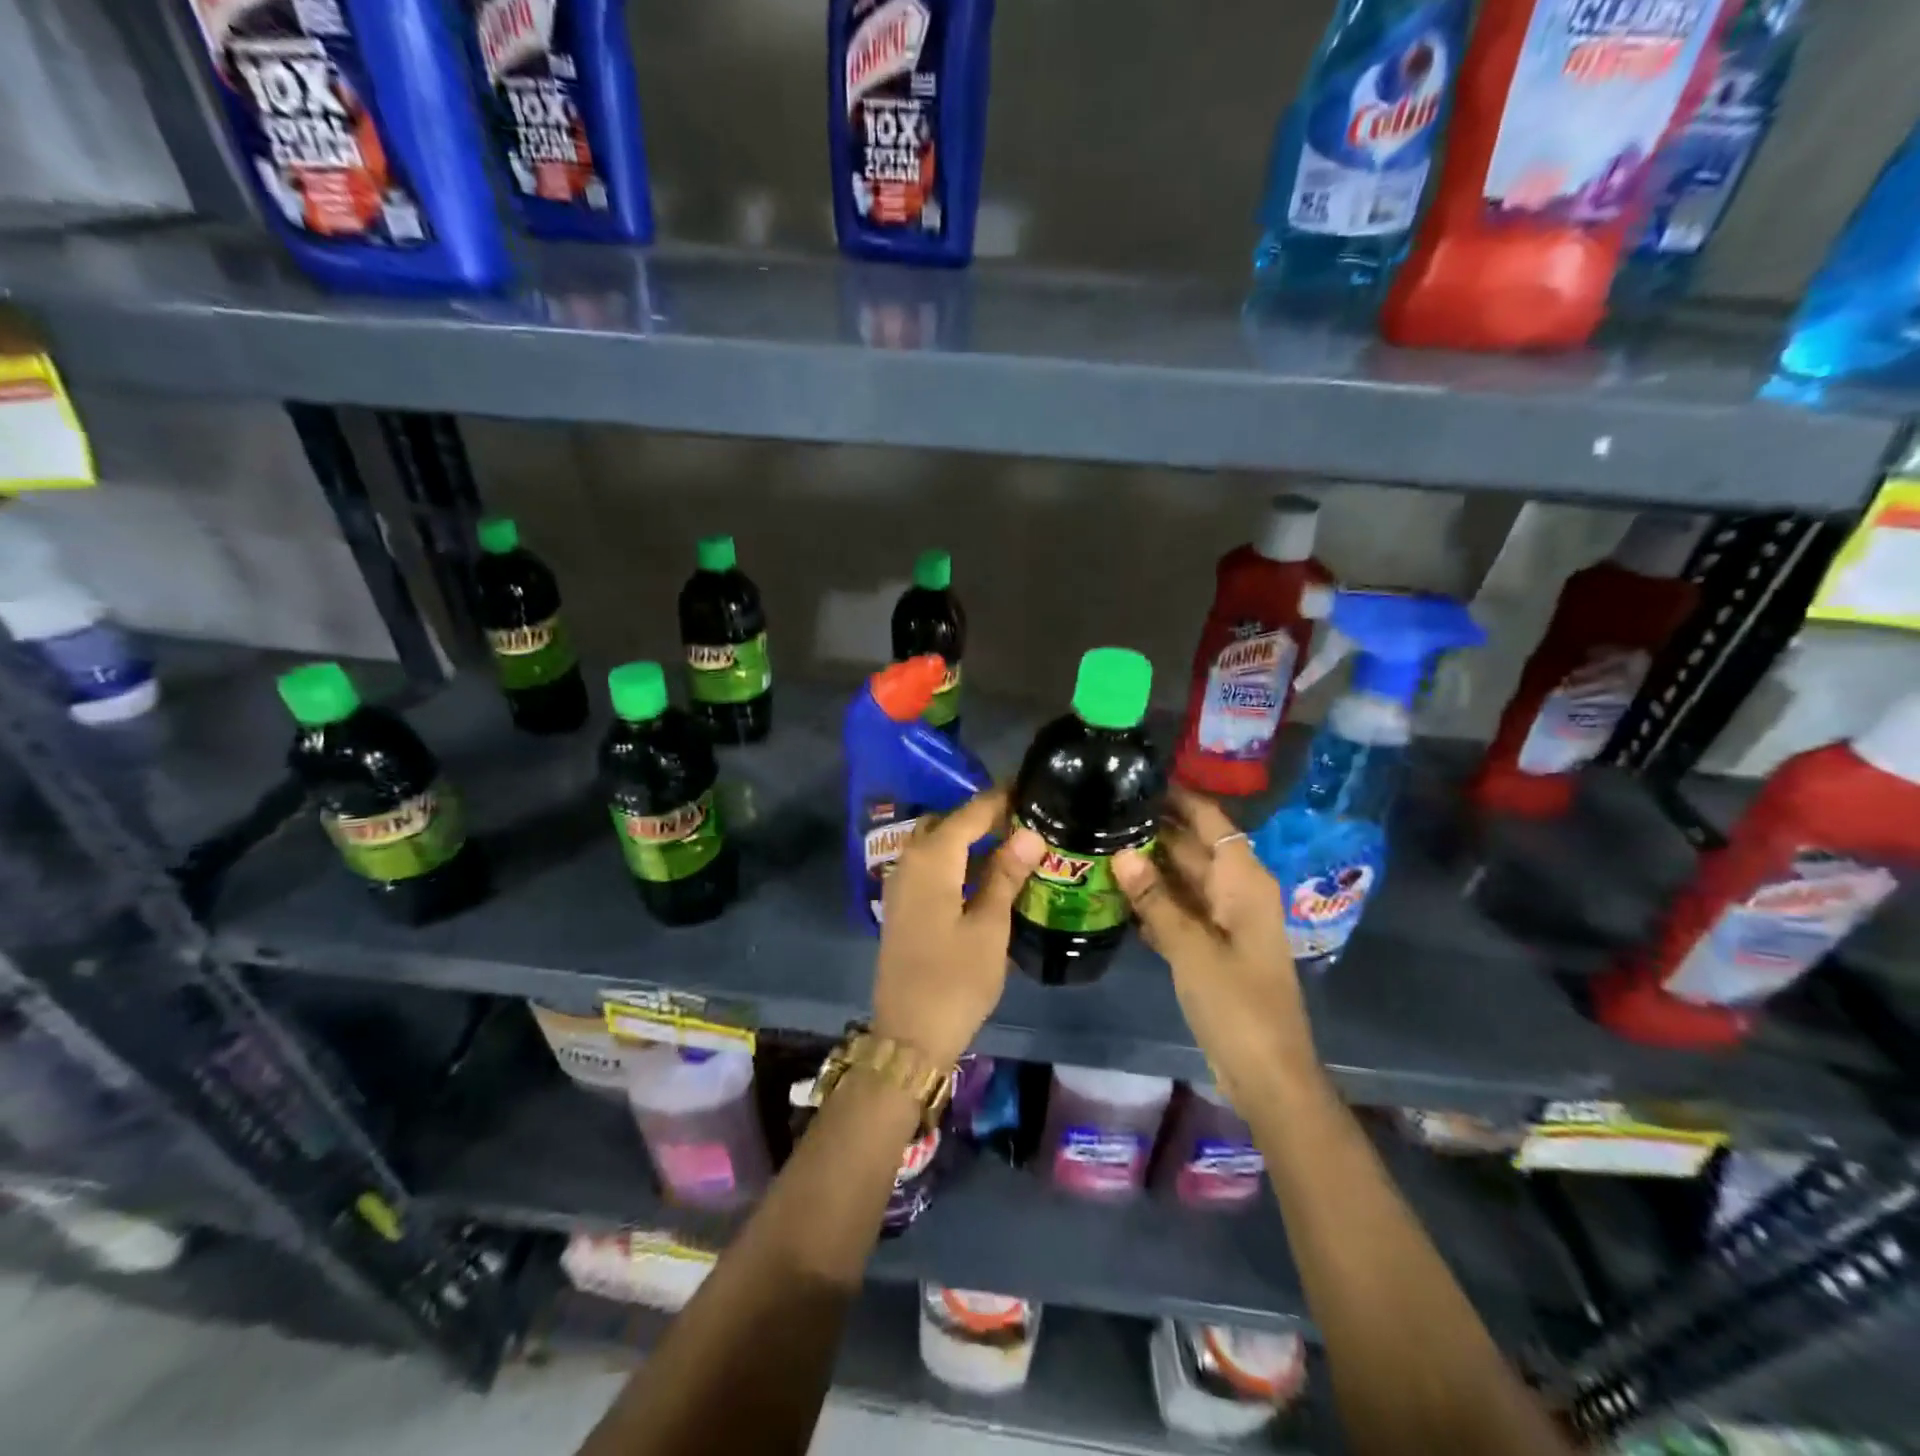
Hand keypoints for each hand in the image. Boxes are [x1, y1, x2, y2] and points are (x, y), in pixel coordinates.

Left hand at [871, 789, 1043, 1068]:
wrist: (908, 1035)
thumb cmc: (955, 979)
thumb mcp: (990, 926)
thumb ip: (1006, 875)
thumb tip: (1029, 833)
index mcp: (932, 859)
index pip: (970, 813)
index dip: (1001, 800)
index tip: (1033, 789)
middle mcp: (910, 862)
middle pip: (949, 823)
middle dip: (983, 817)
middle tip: (1025, 821)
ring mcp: (901, 884)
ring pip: (937, 844)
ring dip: (969, 839)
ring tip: (1012, 844)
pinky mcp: (903, 906)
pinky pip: (930, 867)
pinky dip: (956, 861)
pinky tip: (985, 875)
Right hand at [1113, 787, 1318, 1112]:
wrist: (1267, 1072)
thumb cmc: (1237, 1004)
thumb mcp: (1192, 949)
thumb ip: (1156, 899)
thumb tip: (1121, 853)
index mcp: (1243, 881)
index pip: (1209, 820)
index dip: (1177, 798)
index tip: (1135, 779)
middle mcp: (1235, 891)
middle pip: (1191, 847)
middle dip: (1152, 831)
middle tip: (1101, 812)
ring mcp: (1222, 920)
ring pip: (1181, 879)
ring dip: (1147, 867)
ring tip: (1098, 844)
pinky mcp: (1210, 946)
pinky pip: (1178, 910)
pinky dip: (1152, 902)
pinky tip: (1114, 893)